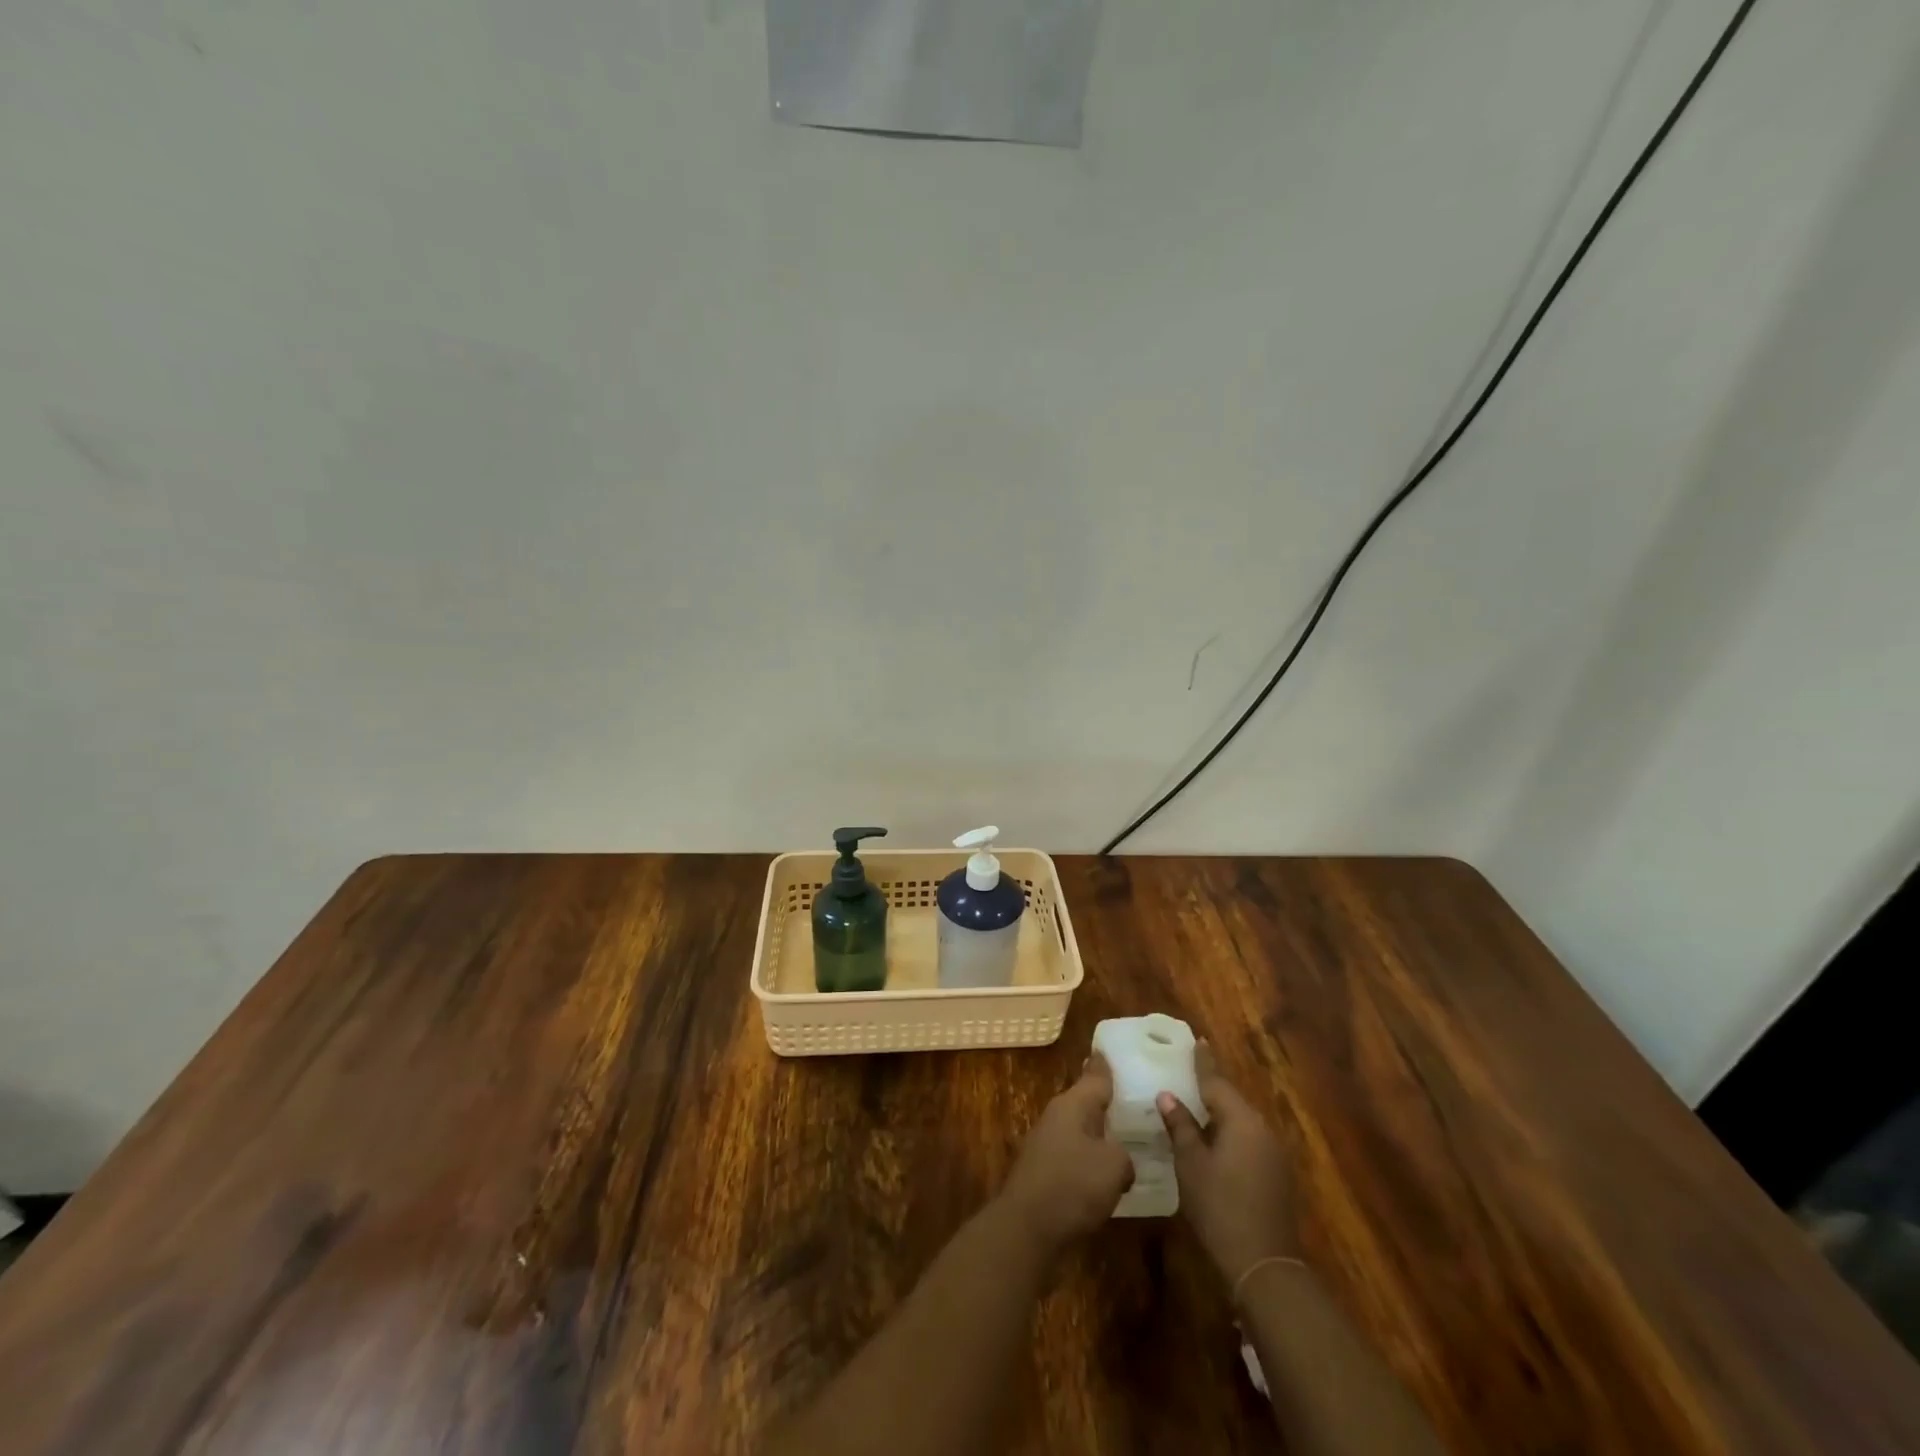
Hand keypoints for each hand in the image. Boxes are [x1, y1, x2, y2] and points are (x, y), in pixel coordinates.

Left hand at [999, 1055, 1135, 1253]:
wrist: (1027, 1229)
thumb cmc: (1072, 1185)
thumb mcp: (1113, 1165)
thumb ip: (1123, 1155)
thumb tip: (1119, 1161)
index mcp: (1072, 1105)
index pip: (1094, 1076)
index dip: (1105, 1065)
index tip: (1111, 1049)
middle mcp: (1057, 1118)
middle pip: (1085, 1103)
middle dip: (1105, 1101)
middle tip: (1132, 1097)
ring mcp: (1047, 1146)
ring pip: (1080, 1131)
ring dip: (1099, 1134)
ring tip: (1127, 1137)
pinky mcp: (1045, 1175)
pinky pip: (1075, 1159)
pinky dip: (1091, 1162)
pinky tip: (1108, 1175)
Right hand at [1157, 1042, 1298, 1287]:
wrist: (1264, 1266)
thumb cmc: (1220, 1207)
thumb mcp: (1191, 1164)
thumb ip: (1180, 1126)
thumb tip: (1168, 1095)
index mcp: (1242, 1120)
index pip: (1216, 1082)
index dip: (1203, 1061)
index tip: (1197, 1039)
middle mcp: (1262, 1129)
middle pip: (1231, 1099)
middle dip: (1210, 1086)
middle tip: (1188, 1069)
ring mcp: (1273, 1153)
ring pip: (1240, 1121)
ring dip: (1218, 1112)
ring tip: (1194, 1101)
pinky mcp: (1275, 1175)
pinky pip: (1247, 1139)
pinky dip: (1228, 1132)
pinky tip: (1211, 1138)